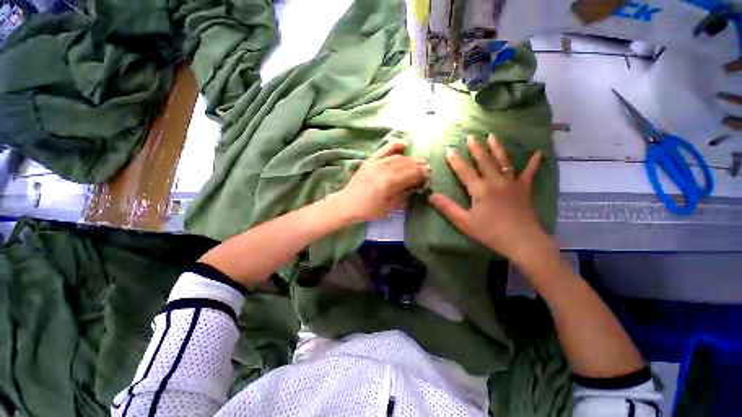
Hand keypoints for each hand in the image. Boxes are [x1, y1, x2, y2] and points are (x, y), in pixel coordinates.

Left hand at [336, 140, 429, 222]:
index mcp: (388, 182)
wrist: (347, 204)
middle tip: (427, 169)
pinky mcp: (369, 161)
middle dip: (418, 166)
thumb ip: (403, 195)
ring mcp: (375, 163)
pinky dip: (394, 145)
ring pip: (397, 157)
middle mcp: (382, 169)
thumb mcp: (389, 207)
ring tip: (419, 161)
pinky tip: (404, 144)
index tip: (428, 176)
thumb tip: (415, 186)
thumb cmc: (368, 210)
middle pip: (405, 164)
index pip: (410, 174)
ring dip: (410, 159)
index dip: (421, 175)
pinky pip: (384, 150)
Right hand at [428, 134, 556, 266]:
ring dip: (497, 148)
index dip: (455, 160)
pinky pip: (529, 173)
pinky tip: (538, 153)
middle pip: (484, 161)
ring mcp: (512, 183)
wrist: (522, 242)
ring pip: (503, 161)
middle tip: (470, 137)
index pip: (464, 171)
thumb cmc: (490, 232)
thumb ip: (447, 208)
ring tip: (492, 136)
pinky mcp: (524, 189)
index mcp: (480, 189)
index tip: (449, 149)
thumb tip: (431, 196)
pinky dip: (534, 163)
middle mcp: (496, 181)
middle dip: (476, 148)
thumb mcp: (464, 222)